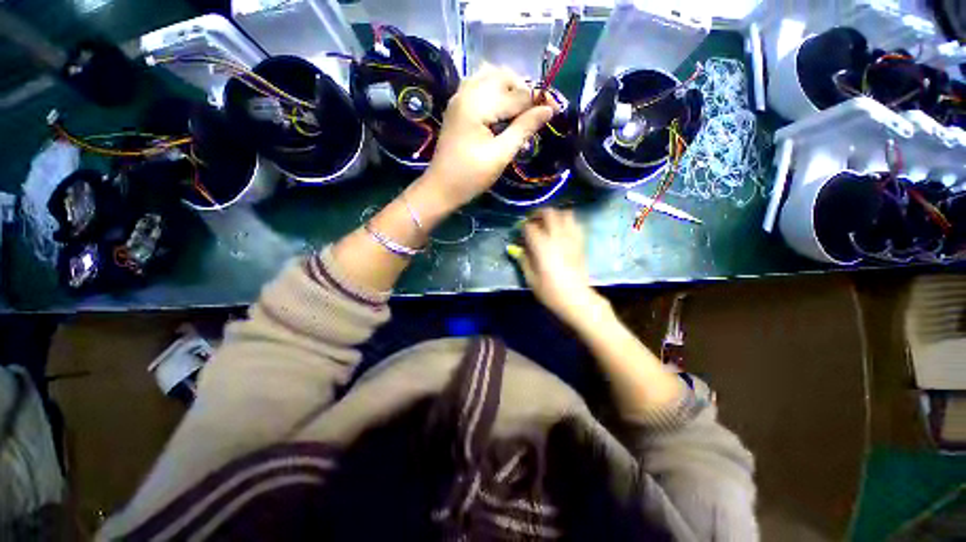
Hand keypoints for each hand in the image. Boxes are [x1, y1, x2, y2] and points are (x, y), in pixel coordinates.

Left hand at [419, 65, 554, 210]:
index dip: (537, 101)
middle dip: (522, 90)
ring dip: (509, 88)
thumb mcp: (500, 155)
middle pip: (502, 76)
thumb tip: (549, 110)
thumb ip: (524, 129)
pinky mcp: (457, 106)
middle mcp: (466, 92)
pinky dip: (495, 91)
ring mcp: (459, 97)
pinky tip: (502, 110)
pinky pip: (479, 86)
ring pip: (490, 77)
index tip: (555, 110)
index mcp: (477, 104)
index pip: (515, 94)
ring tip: (520, 111)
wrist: (441, 188)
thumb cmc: (471, 176)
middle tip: (535, 112)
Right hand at [515, 209, 607, 327]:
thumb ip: (523, 260)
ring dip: (555, 215)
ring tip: (549, 224)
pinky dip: (568, 223)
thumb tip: (518, 249)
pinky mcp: (581, 243)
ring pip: (566, 214)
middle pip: (549, 212)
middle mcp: (557, 237)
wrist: (576, 298)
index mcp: (542, 246)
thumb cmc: (550, 291)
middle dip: (539, 214)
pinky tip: (562, 232)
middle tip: (533, 221)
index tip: (520, 233)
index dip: (523, 227)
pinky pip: (576, 224)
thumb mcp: (531, 279)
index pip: (530, 227)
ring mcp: (571, 238)